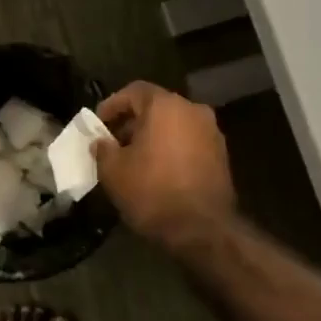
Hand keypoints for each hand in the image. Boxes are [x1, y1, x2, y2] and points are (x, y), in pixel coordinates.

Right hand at [92, 81, 235, 246]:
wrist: (202, 229)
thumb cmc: (152, 191)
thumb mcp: (113, 171)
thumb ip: (103, 149)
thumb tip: (101, 142)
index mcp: (166, 106)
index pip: (134, 91)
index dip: (112, 105)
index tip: (98, 124)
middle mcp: (193, 110)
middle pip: (156, 107)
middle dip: (133, 122)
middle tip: (114, 142)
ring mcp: (212, 132)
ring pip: (174, 125)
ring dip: (153, 136)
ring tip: (134, 159)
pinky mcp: (222, 155)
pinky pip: (189, 142)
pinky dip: (171, 148)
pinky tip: (157, 170)